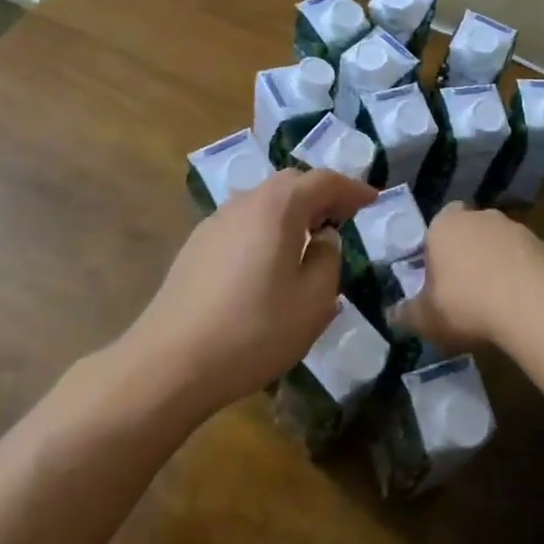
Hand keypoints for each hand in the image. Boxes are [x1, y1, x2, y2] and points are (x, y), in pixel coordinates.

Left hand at [119, 168, 378, 418]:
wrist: (170, 363)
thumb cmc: (254, 330)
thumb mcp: (313, 301)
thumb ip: (328, 260)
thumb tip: (323, 239)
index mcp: (278, 207)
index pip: (324, 180)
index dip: (352, 188)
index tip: (372, 201)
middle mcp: (245, 203)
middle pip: (291, 183)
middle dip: (321, 194)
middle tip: (344, 216)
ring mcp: (215, 223)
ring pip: (263, 202)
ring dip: (292, 211)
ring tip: (309, 238)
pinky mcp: (196, 247)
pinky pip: (243, 223)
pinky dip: (267, 229)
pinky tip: (270, 262)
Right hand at [390, 203, 543, 351]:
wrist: (534, 303)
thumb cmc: (466, 304)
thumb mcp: (426, 318)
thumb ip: (407, 313)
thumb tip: (392, 314)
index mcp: (444, 224)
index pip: (435, 228)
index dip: (435, 252)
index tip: (437, 281)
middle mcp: (478, 216)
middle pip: (467, 233)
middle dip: (465, 257)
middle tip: (463, 293)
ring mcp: (514, 226)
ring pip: (497, 245)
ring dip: (495, 266)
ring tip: (494, 304)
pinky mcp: (542, 243)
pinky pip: (522, 259)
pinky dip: (519, 276)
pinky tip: (519, 305)